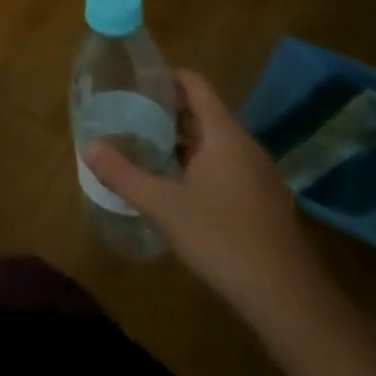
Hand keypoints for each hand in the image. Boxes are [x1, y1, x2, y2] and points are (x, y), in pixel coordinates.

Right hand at [84, 70, 329, 324]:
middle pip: (204, 112)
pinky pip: (226, 165)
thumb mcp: (162, 206)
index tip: (135, 80)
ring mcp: (259, 175)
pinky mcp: (263, 202)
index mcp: (225, 135)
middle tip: (130, 113)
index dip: (166, 76)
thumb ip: (123, 174)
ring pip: (215, 141)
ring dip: (182, 139)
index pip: (195, 84)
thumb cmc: (221, 239)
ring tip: (146, 146)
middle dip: (167, 110)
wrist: (287, 299)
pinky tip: (176, 186)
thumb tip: (88, 147)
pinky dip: (199, 162)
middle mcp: (245, 147)